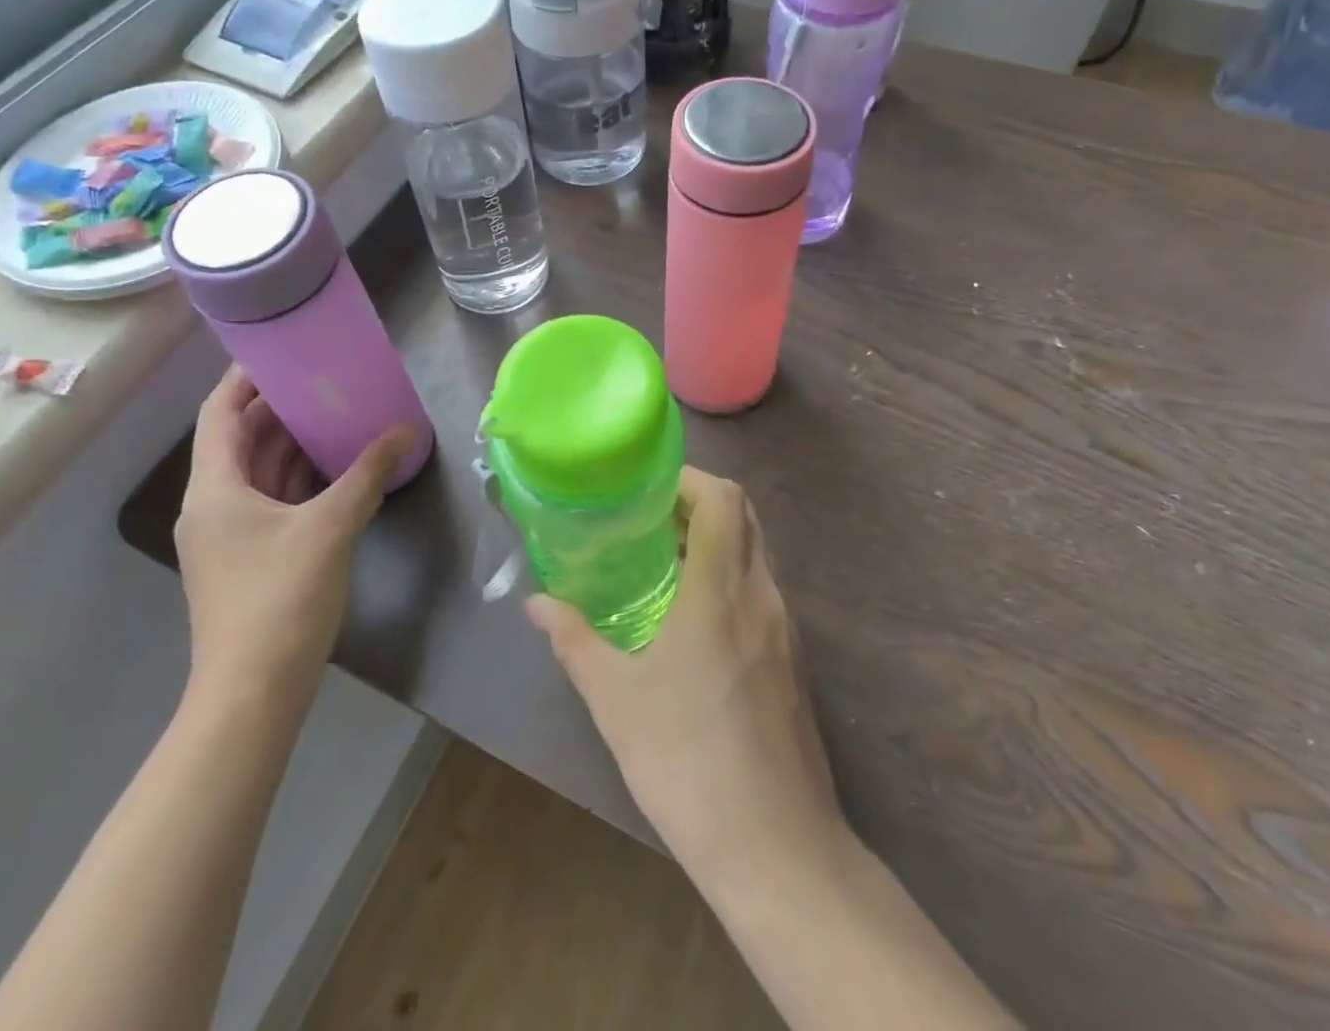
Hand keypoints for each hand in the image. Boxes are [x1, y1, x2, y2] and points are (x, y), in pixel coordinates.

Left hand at [175, 367, 413, 704]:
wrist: (254, 693)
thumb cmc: (281, 599)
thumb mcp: (330, 527)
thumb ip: (369, 474)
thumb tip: (406, 430)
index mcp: (215, 489)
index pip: (219, 414)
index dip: (243, 378)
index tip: (279, 351)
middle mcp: (214, 505)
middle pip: (240, 440)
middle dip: (279, 408)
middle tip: (323, 378)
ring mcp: (230, 534)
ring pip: (259, 472)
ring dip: (293, 443)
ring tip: (336, 412)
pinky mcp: (251, 557)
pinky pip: (274, 500)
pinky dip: (300, 478)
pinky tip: (336, 468)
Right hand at [525, 468, 842, 886]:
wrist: (777, 850)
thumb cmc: (687, 762)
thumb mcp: (615, 700)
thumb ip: (574, 641)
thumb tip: (535, 604)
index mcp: (722, 592)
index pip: (724, 500)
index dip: (690, 479)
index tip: (648, 487)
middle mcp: (762, 597)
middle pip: (746, 517)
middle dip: (701, 503)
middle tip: (650, 516)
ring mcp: (786, 630)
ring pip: (757, 555)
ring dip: (717, 541)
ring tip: (664, 560)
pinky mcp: (793, 662)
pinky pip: (762, 592)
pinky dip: (731, 578)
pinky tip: (693, 617)